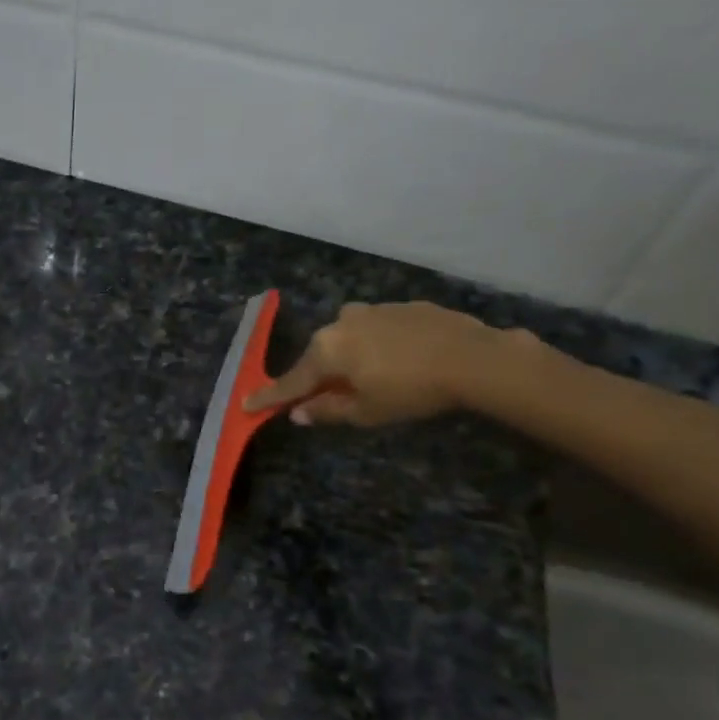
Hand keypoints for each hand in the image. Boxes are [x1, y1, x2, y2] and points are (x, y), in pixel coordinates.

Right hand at [244, 301, 503, 426]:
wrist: (472, 357)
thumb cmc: (411, 390)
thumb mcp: (367, 411)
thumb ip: (328, 410)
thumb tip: (299, 413)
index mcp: (327, 350)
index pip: (292, 380)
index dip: (271, 397)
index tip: (246, 405)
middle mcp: (341, 322)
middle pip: (321, 355)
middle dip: (321, 375)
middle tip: (327, 397)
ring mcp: (372, 310)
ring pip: (350, 338)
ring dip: (352, 358)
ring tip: (375, 378)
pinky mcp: (402, 306)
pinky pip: (379, 329)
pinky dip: (380, 346)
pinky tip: (403, 360)